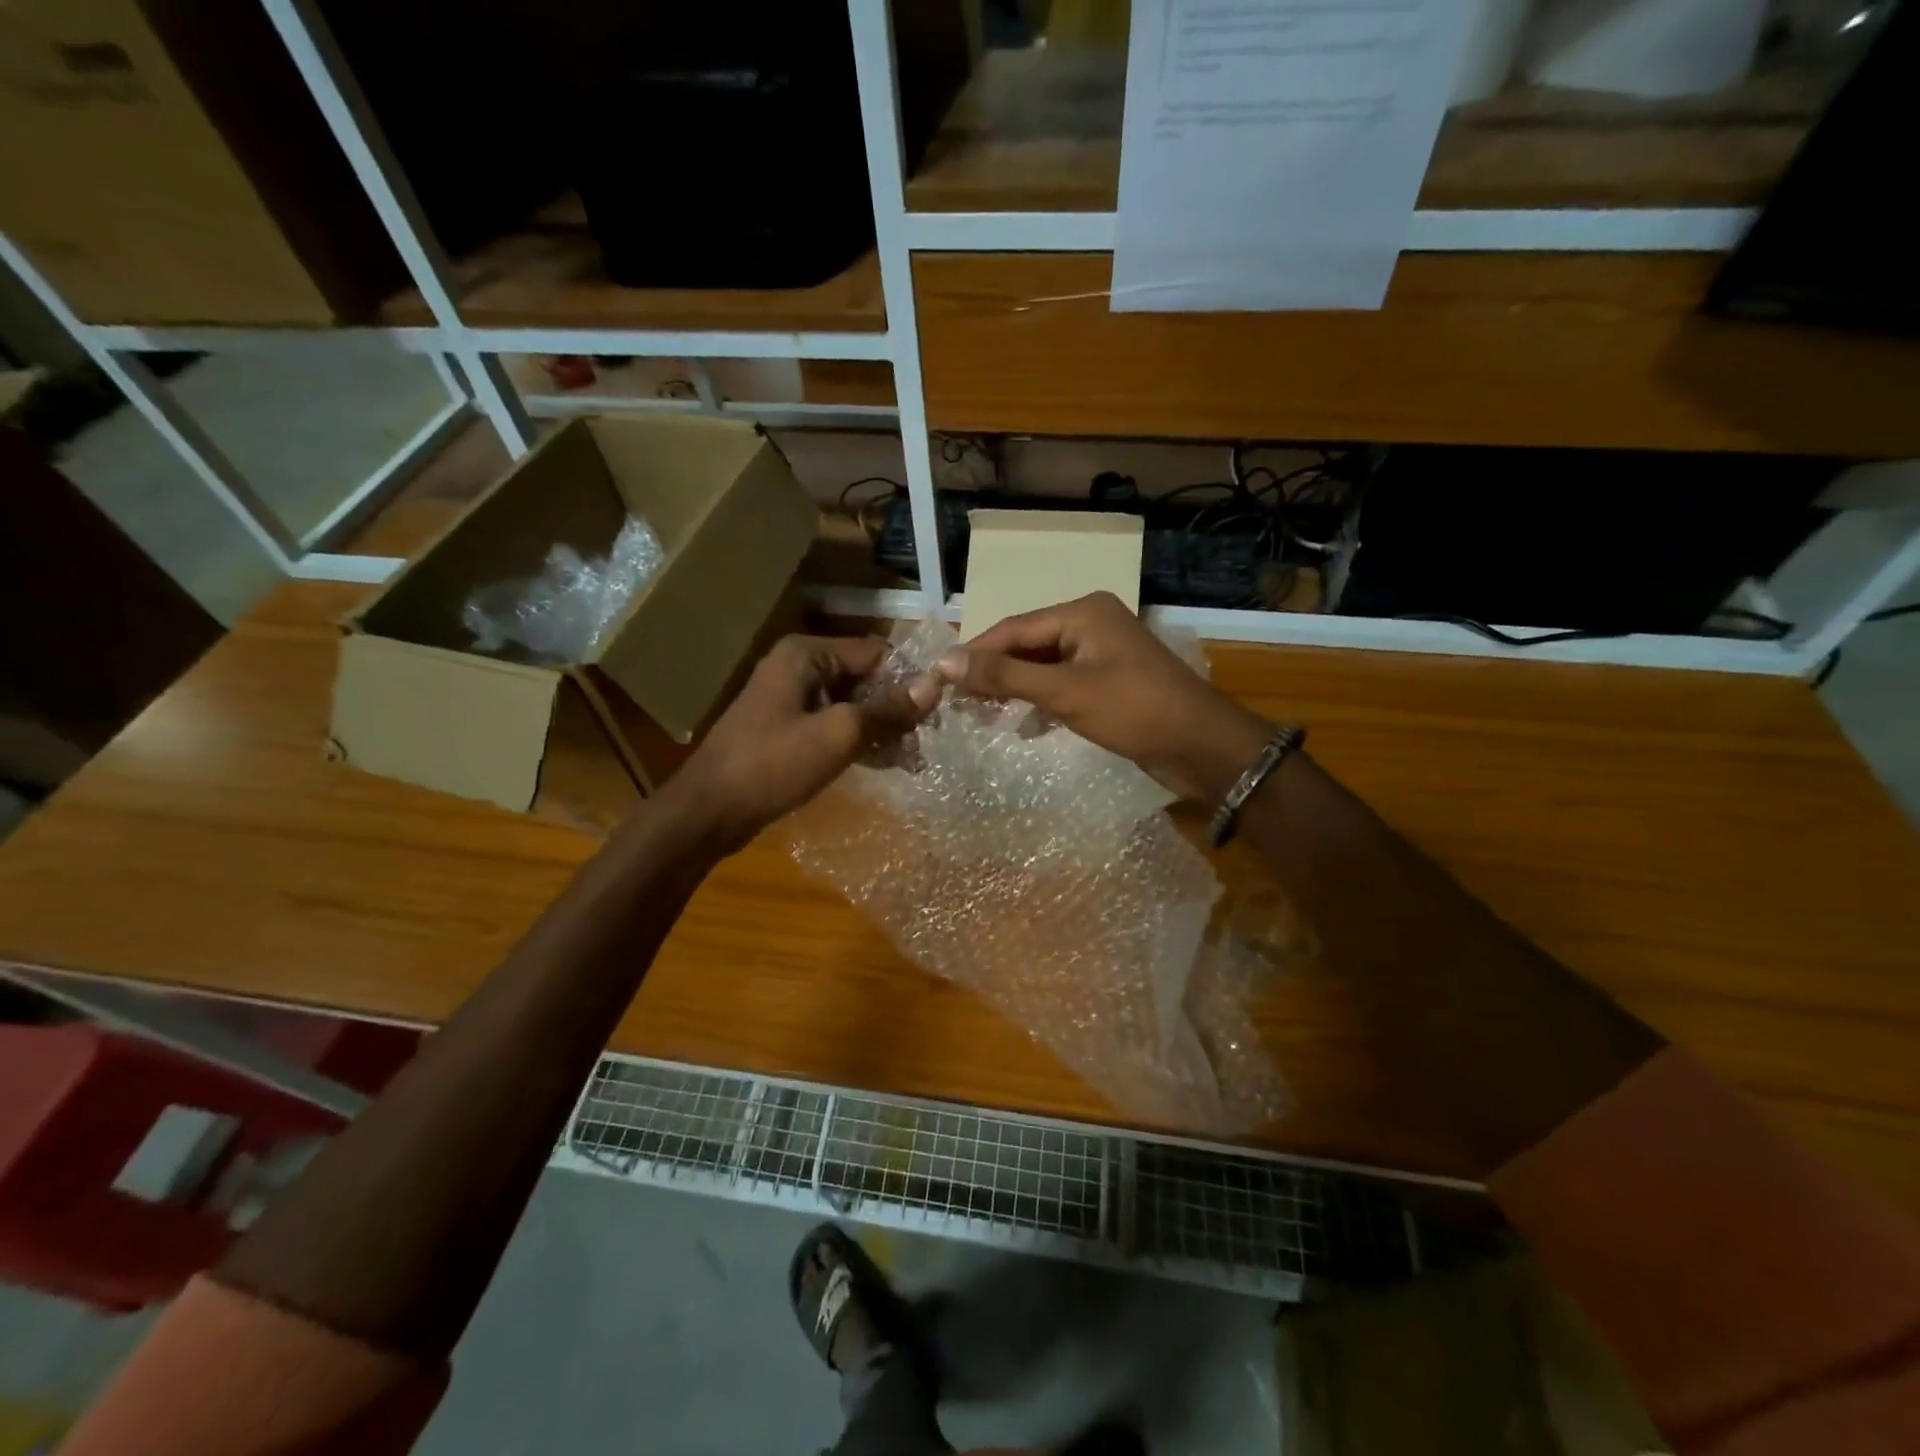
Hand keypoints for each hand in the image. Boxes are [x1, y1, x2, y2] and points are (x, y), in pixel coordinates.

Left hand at [673, 635, 937, 852]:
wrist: (709, 811)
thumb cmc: (772, 765)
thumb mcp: (838, 735)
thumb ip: (887, 710)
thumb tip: (935, 686)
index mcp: (807, 654)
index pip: (876, 653)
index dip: (909, 680)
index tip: (937, 713)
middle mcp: (800, 667)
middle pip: (865, 678)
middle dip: (896, 709)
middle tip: (925, 744)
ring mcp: (792, 698)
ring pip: (852, 704)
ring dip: (881, 728)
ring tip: (911, 760)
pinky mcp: (788, 727)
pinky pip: (834, 724)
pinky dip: (859, 740)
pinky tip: (885, 764)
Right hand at [935, 592, 1272, 803]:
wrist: (1202, 746)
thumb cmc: (1134, 710)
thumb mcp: (1064, 692)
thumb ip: (1005, 676)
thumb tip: (944, 661)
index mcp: (1082, 612)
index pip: (1012, 628)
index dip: (974, 653)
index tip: (937, 678)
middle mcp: (1090, 623)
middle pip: (1026, 644)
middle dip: (993, 673)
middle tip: (956, 702)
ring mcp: (1101, 653)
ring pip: (1043, 667)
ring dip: (1014, 690)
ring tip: (980, 715)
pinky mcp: (1108, 682)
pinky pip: (1061, 685)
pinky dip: (1040, 702)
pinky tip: (1023, 726)